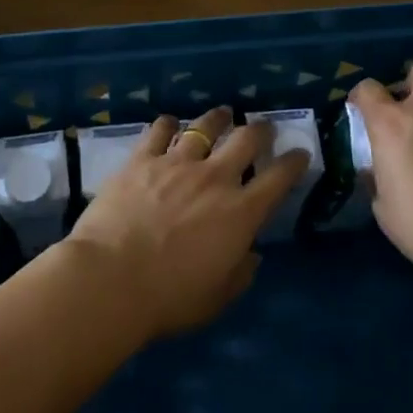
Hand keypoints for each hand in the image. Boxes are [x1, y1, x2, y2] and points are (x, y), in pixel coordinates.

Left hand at [64, 107, 309, 338]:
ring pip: (204, 127)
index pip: (279, 178)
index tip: (300, 153)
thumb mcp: (217, 297)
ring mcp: (177, 164)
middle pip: (246, 140)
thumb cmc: (169, 298)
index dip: (294, 162)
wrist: (111, 279)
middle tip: (263, 128)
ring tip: (222, 114)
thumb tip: (252, 254)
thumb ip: (240, 273)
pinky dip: (167, 124)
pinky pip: (159, 131)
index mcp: (240, 213)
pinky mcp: (142, 159)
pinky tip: (169, 123)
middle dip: (261, 130)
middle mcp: (215, 178)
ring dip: (218, 119)